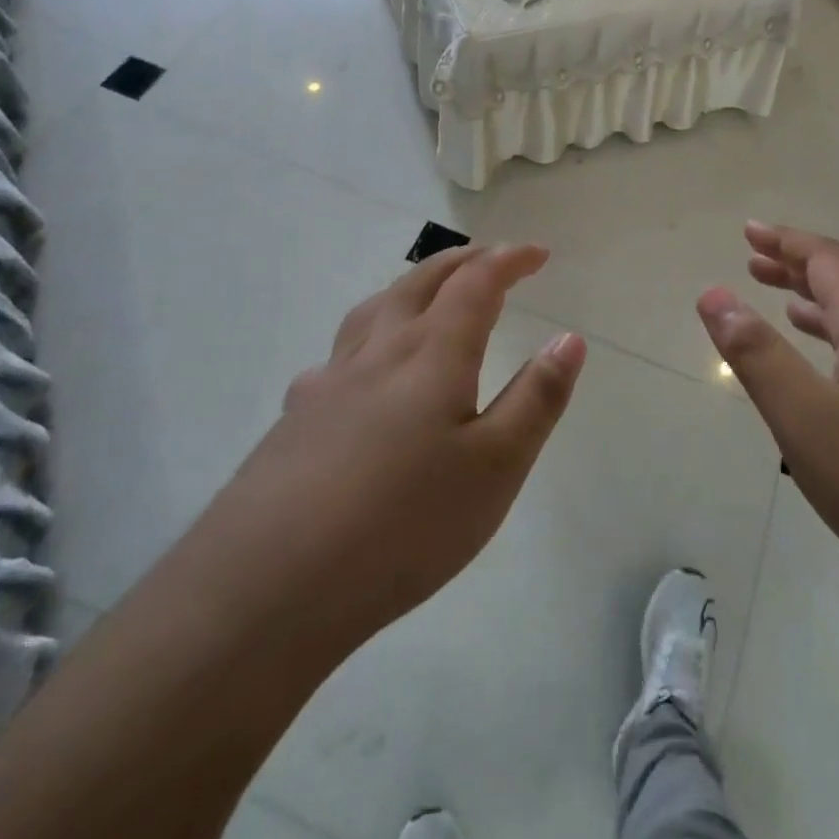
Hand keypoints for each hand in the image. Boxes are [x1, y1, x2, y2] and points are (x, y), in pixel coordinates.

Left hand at [194, 243, 585, 656]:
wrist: (269, 584)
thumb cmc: (404, 524)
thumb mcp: (496, 467)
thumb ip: (537, 399)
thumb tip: (569, 338)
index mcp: (432, 353)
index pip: (476, 283)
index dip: (509, 260)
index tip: (538, 253)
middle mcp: (378, 351)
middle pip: (421, 282)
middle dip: (463, 262)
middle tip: (492, 259)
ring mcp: (329, 381)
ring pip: (375, 308)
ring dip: (412, 286)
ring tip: (428, 292)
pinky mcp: (295, 417)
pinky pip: (340, 353)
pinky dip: (368, 336)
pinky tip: (360, 373)